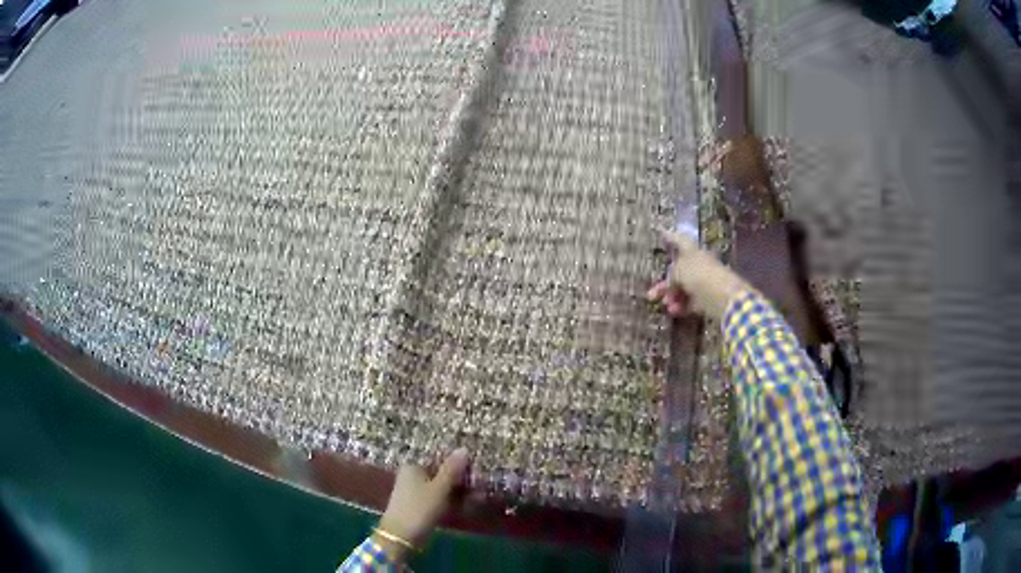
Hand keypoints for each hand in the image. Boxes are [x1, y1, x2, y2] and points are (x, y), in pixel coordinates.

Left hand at [374, 449, 469, 560]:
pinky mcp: (416, 506)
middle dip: (457, 480)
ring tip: (473, 497)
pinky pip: (435, 499)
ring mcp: (412, 491)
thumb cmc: (420, 508)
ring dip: (455, 492)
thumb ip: (451, 470)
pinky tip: (461, 506)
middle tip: (476, 487)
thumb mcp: (439, 488)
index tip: (473, 472)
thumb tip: (463, 448)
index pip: (438, 459)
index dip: (456, 465)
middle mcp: (410, 476)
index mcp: (413, 466)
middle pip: (439, 474)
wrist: (401, 536)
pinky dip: (447, 501)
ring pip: (438, 488)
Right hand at [646, 229, 750, 320]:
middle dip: (665, 283)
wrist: (722, 297)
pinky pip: (689, 302)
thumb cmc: (699, 275)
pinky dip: (680, 307)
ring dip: (671, 297)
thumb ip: (671, 274)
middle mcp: (698, 265)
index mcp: (693, 252)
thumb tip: (671, 282)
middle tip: (652, 294)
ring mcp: (702, 283)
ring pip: (682, 289)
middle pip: (678, 271)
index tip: (661, 233)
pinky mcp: (705, 301)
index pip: (680, 241)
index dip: (670, 237)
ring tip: (666, 305)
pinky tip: (673, 311)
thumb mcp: (679, 270)